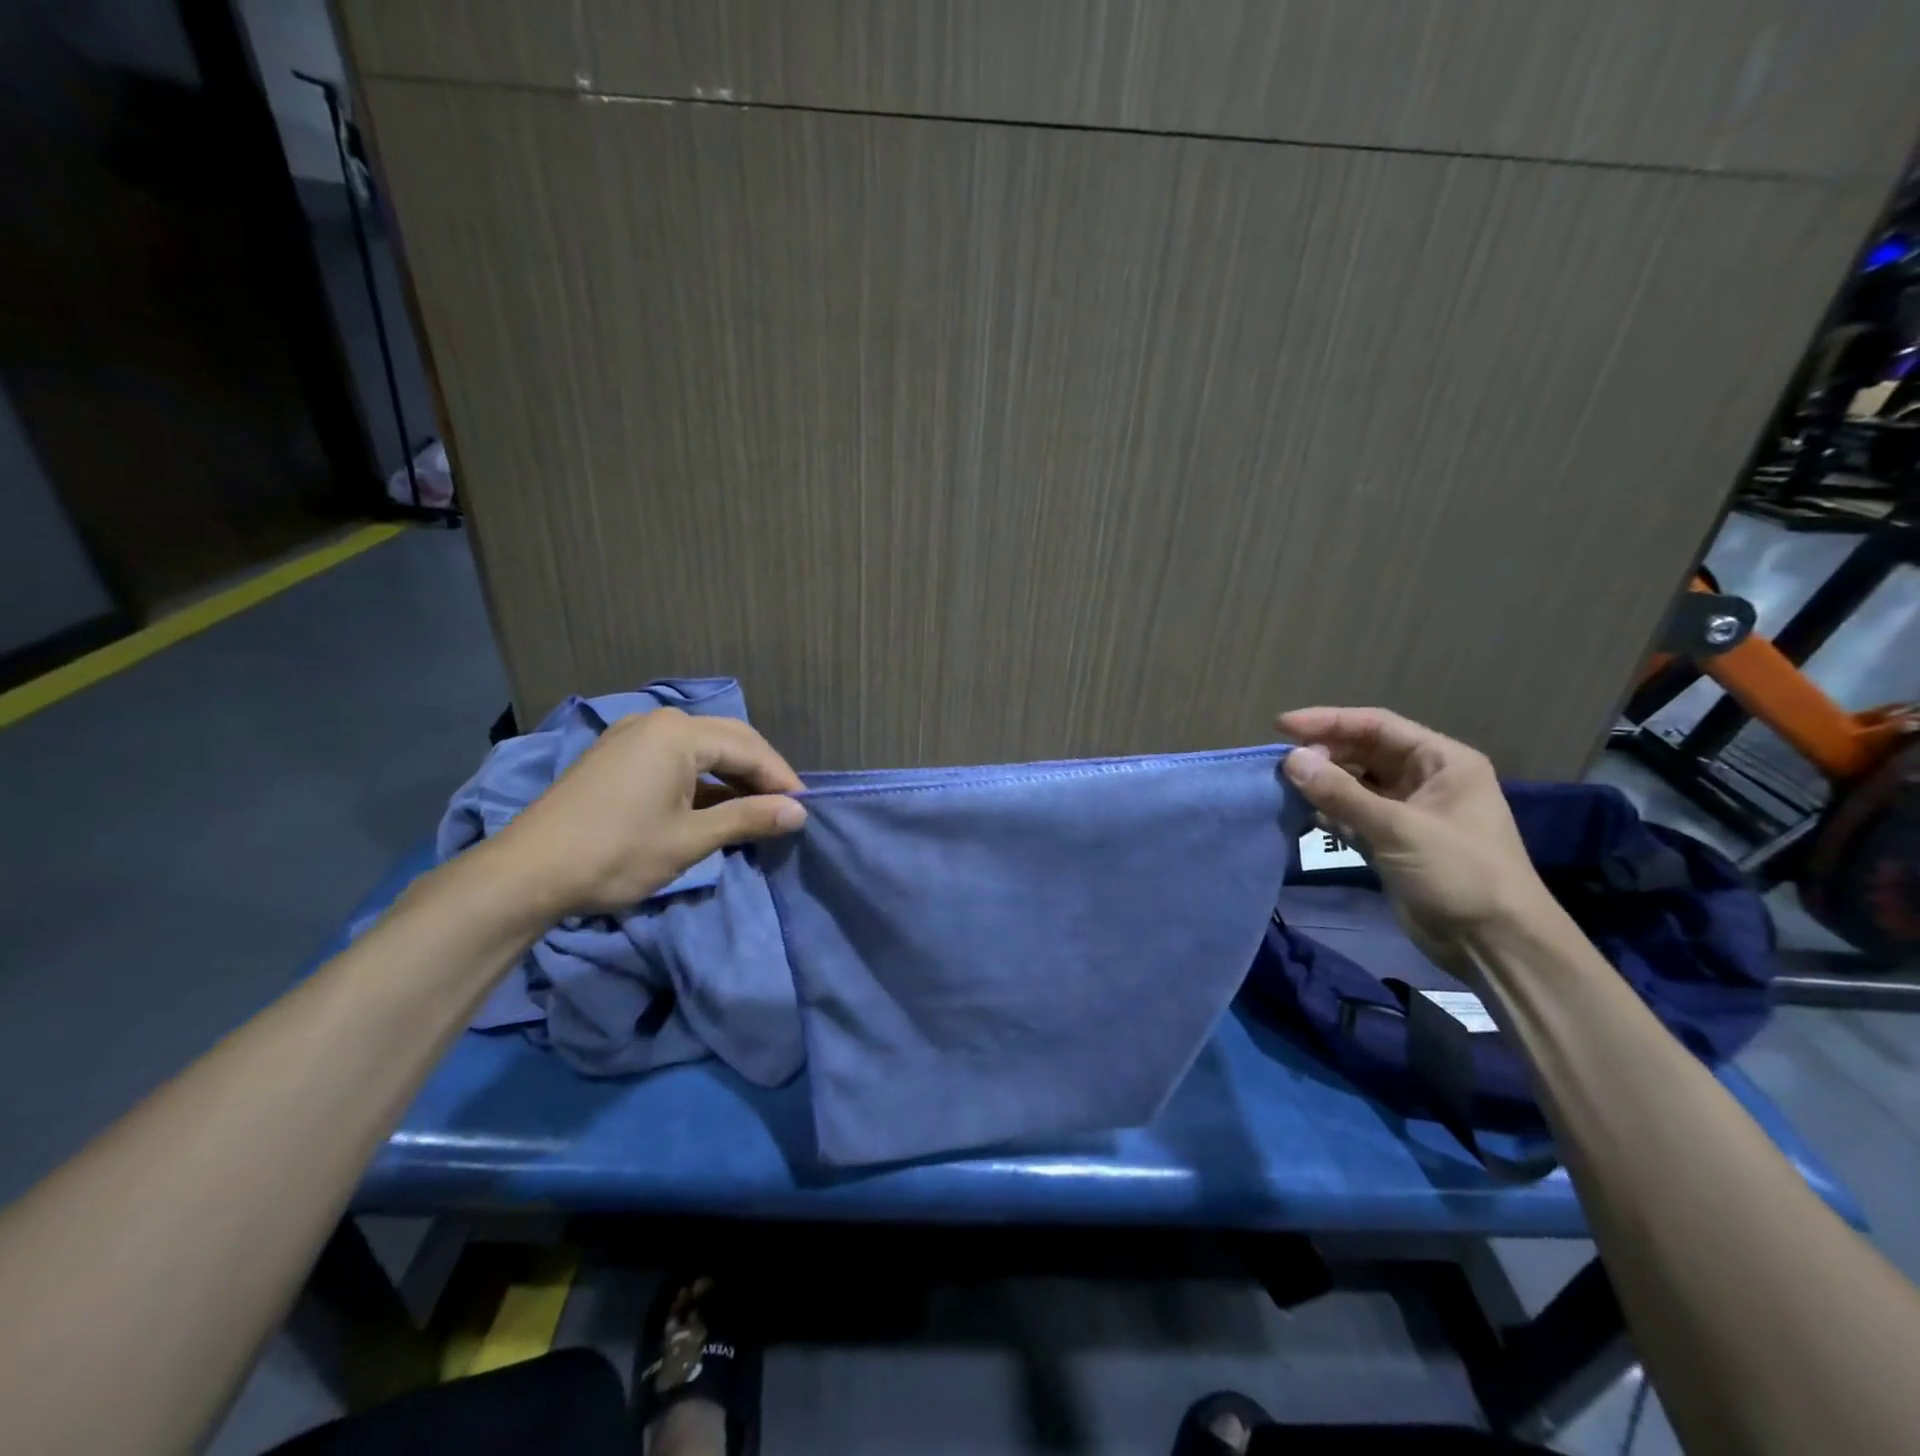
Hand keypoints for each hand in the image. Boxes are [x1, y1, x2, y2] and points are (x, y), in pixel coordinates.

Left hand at [494, 708, 806, 916]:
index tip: (805, 810)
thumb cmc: (617, 853)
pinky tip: (713, 805)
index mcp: (678, 733)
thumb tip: (799, 813)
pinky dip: (701, 778)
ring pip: (701, 748)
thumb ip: (748, 818)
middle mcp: (656, 722)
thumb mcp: (690, 839)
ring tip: (756, 809)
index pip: (749, 749)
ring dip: (731, 775)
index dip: (781, 779)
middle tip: (786, 808)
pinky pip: (674, 756)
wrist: (527, 873)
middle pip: (727, 740)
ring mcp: (631, 736)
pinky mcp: (616, 755)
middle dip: (760, 773)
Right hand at [1278, 707, 1553, 963]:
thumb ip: (1340, 793)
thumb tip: (1290, 759)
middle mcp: (1424, 780)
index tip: (1282, 726)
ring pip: (1356, 785)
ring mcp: (1408, 812)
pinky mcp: (1393, 843)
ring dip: (1322, 784)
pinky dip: (1329, 813)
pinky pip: (1353, 816)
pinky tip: (1302, 813)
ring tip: (1283, 784)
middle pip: (1364, 753)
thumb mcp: (1397, 828)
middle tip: (1281, 762)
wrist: (1493, 943)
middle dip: (1324, 754)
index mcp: (1441, 762)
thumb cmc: (1458, 872)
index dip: (1328, 721)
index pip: (1377, 726)